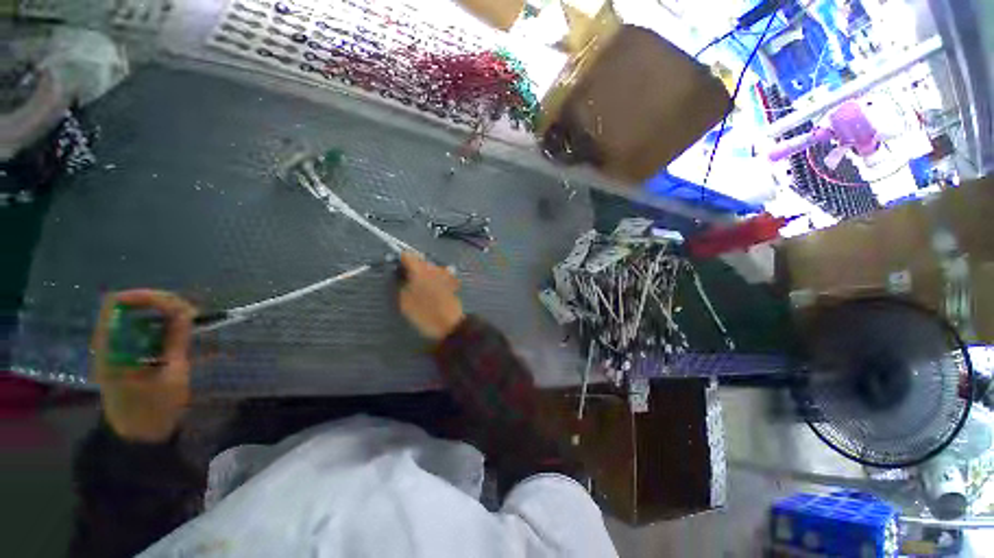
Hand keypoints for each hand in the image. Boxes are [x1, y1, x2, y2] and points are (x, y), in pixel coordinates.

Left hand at [91, 289, 195, 442]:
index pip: (118, 304)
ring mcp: (119, 349)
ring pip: (140, 318)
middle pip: (131, 307)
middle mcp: (111, 343)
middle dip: (162, 305)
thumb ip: (176, 340)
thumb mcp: (171, 374)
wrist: (141, 438)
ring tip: (192, 323)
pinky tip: (184, 334)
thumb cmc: (153, 409)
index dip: (145, 296)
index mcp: (111, 347)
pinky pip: (146, 332)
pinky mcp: (129, 356)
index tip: (176, 303)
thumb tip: (186, 311)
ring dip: (166, 315)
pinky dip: (165, 328)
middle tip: (191, 314)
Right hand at [398, 252, 464, 340]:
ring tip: (421, 285)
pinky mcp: (452, 282)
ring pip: (432, 267)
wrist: (451, 325)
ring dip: (426, 273)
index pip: (407, 255)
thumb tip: (400, 276)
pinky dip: (436, 278)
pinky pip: (441, 275)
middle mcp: (434, 268)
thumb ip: (400, 284)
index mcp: (420, 270)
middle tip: (407, 280)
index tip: (396, 268)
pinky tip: (434, 288)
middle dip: (414, 267)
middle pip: (421, 261)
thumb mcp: (404, 302)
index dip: (400, 260)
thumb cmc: (425, 314)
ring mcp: (445, 274)